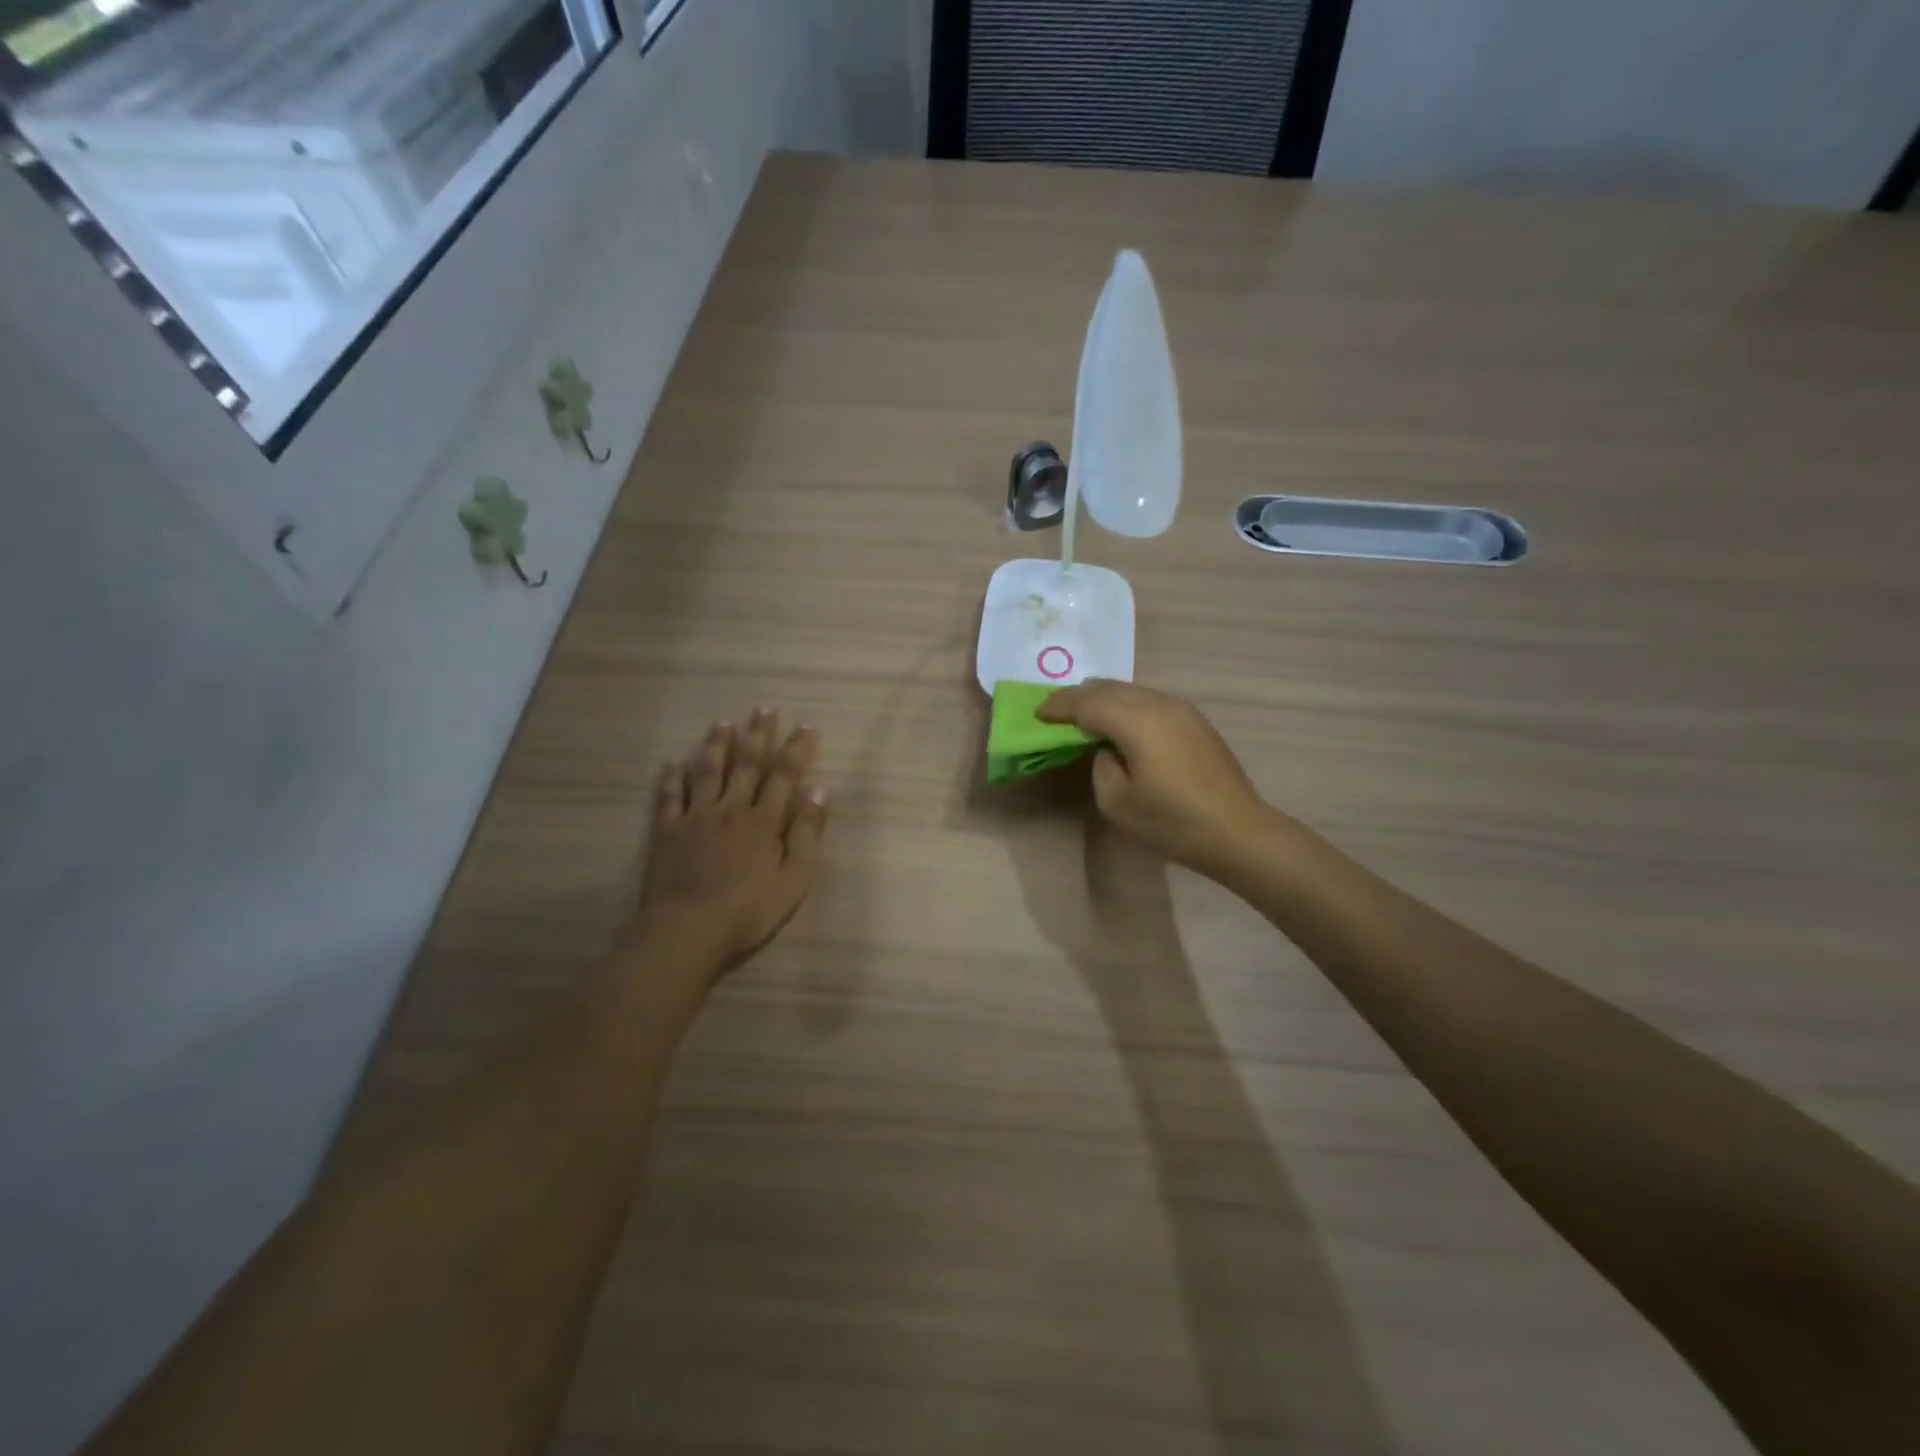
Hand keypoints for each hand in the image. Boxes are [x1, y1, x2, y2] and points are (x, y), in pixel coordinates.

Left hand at [634, 708, 830, 982]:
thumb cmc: (748, 909)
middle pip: (747, 765)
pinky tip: (674, 762)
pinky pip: (670, 796)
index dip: (796, 750)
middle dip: (758, 735)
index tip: (806, 726)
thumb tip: (821, 793)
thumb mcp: (794, 879)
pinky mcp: (668, 831)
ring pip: (708, 772)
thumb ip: (808, 834)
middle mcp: (731, 809)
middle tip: (764, 708)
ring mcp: (696, 817)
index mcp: (763, 821)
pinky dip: (672, 777)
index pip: (784, 776)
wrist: (688, 929)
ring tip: (723, 723)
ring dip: (717, 745)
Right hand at [1038, 680, 1277, 879]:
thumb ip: (1100, 765)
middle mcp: (1159, 704)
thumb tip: (1106, 748)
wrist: (1238, 832)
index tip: (1037, 714)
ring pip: (1132, 690)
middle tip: (1055, 710)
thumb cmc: (1172, 822)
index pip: (1087, 703)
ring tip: (1083, 712)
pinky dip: (1126, 704)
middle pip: (1109, 688)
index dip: (1059, 707)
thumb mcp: (1117, 801)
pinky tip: (1120, 721)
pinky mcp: (1195, 720)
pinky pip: (1149, 700)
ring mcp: (1181, 709)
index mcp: (1137, 721)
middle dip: (1078, 696)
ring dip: (1103, 697)